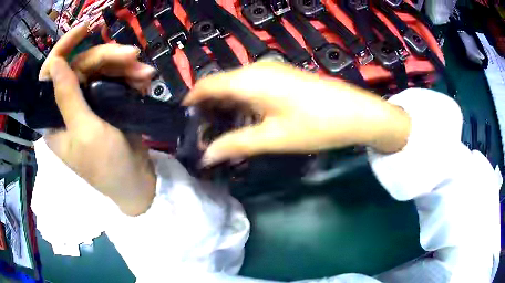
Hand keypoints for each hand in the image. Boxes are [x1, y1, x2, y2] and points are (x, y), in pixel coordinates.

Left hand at [39, 22, 157, 215]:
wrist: (137, 183)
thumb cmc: (107, 167)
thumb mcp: (85, 133)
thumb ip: (67, 98)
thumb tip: (54, 62)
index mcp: (55, 118)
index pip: (50, 76)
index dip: (64, 48)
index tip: (86, 28)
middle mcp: (68, 106)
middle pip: (82, 66)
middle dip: (108, 57)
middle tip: (134, 56)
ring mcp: (88, 103)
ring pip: (102, 69)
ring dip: (125, 66)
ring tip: (145, 73)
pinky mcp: (106, 103)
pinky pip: (116, 79)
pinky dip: (131, 77)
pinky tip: (144, 81)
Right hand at [184, 62, 411, 165]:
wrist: (356, 113)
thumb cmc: (314, 125)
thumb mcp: (272, 138)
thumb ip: (235, 145)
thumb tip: (205, 157)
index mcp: (247, 80)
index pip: (206, 85)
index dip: (191, 101)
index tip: (184, 121)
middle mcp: (255, 69)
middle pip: (220, 84)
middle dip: (207, 108)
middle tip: (202, 134)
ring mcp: (271, 71)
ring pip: (236, 86)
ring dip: (225, 106)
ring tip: (220, 132)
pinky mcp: (282, 77)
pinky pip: (251, 86)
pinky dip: (241, 102)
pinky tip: (244, 120)